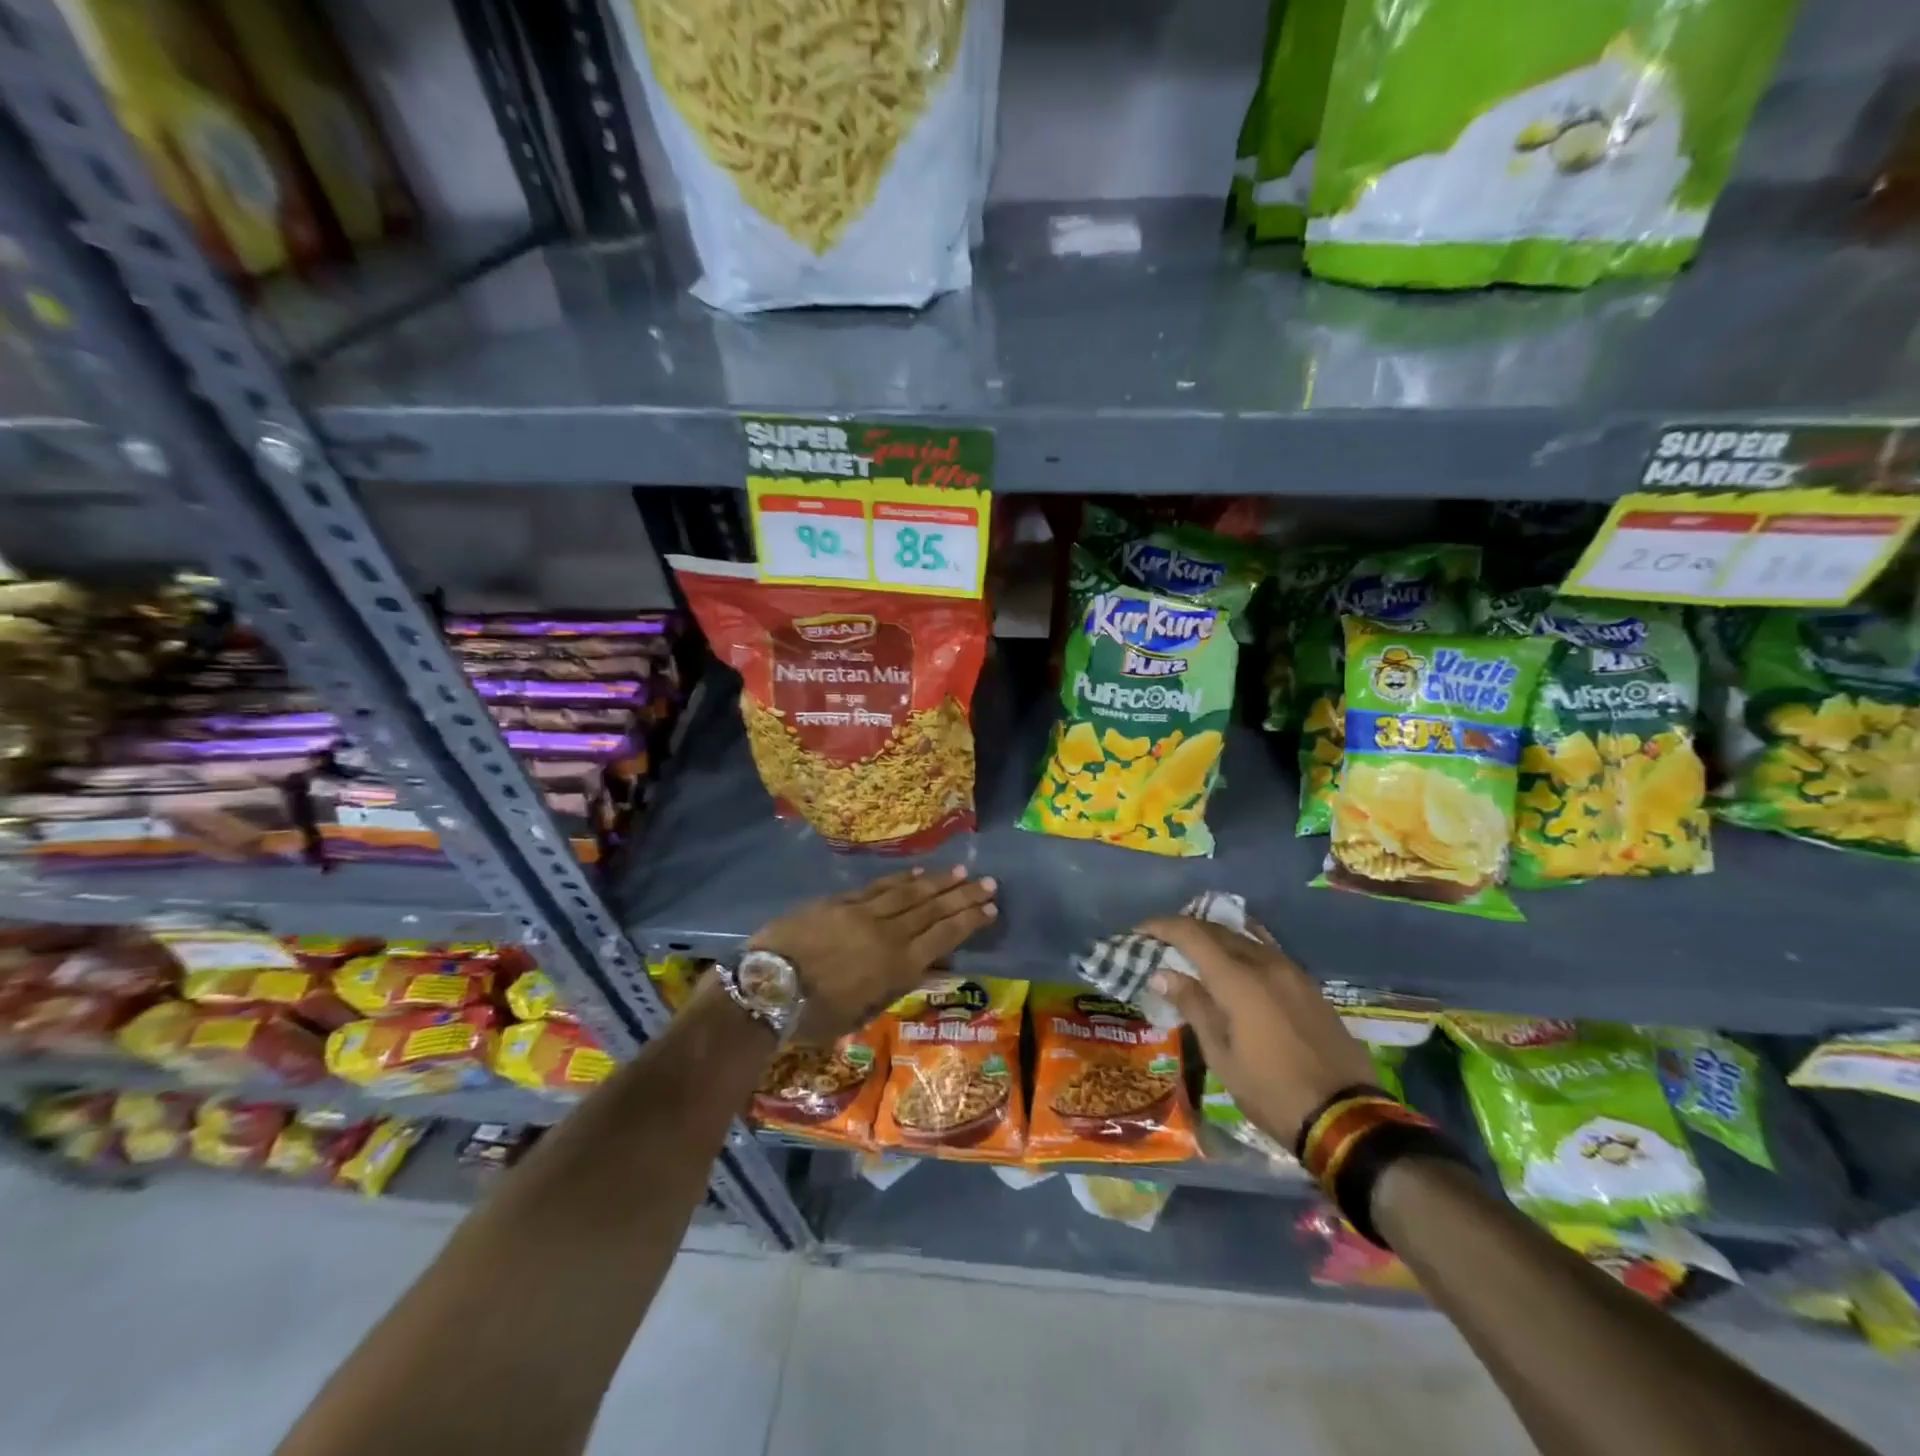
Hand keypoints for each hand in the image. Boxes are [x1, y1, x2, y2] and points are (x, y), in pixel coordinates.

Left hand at [751, 866, 997, 1041]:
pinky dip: (902, 879)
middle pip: (933, 910)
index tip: (991, 908)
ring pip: (910, 893)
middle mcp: (888, 933)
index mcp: (897, 966)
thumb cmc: (814, 1015)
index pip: (943, 937)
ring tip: (961, 871)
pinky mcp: (840, 901)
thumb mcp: (863, 1013)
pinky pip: (879, 886)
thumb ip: (898, 986)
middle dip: (963, 896)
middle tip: (988, 882)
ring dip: (938, 882)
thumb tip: (932, 968)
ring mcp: (864, 912)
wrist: (767, 986)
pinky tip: (918, 874)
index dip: (969, 922)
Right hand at [1139, 915, 1376, 1149]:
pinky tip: (1234, 962)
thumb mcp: (1222, 1055)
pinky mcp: (1308, 986)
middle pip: (1219, 930)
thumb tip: (1162, 974)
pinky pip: (1267, 952)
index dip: (1162, 927)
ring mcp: (1292, 972)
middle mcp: (1266, 964)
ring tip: (1194, 951)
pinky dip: (1241, 949)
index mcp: (1239, 980)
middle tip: (1161, 942)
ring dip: (1215, 937)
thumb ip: (1194, 1006)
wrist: (1347, 1118)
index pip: (1192, 934)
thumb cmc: (1272, 1091)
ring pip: (1245, 938)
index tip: (1140, 931)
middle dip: (1186, 929)